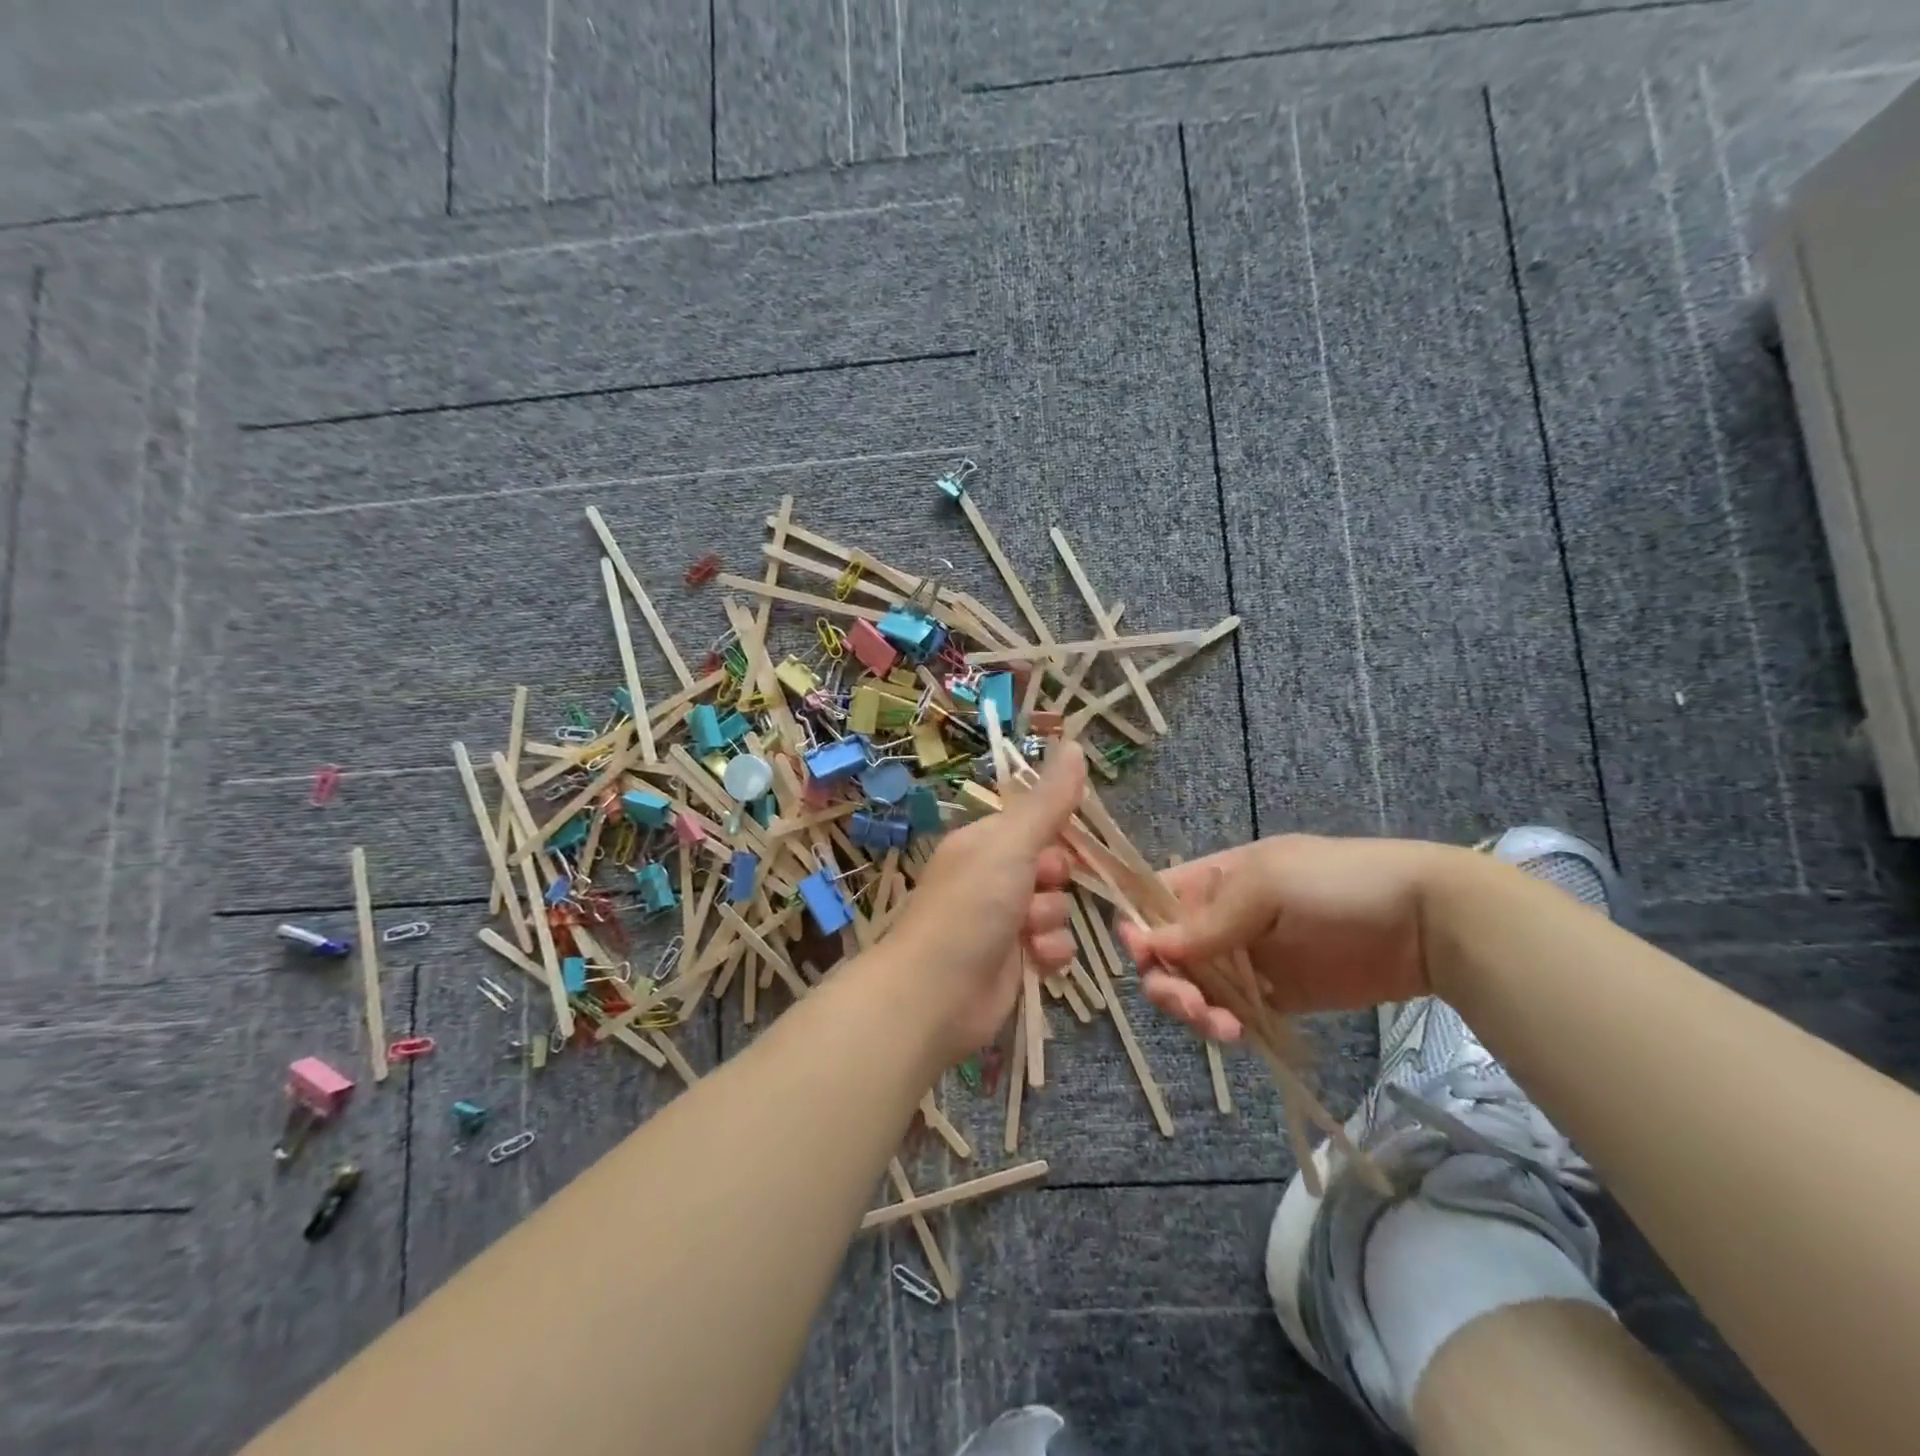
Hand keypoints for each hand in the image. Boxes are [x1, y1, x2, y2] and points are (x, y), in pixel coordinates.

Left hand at [885, 742, 1087, 1062]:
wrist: (936, 994)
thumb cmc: (971, 907)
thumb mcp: (1012, 844)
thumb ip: (1048, 801)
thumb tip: (1073, 743)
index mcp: (984, 843)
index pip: (1036, 824)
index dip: (1055, 835)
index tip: (1060, 844)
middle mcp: (992, 878)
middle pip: (1053, 868)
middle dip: (1054, 882)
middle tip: (1035, 889)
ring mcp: (1003, 922)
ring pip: (1057, 909)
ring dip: (1050, 922)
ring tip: (1026, 934)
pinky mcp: (1014, 962)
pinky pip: (1054, 946)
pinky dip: (1049, 953)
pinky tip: (1034, 961)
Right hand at [1115, 834, 1467, 1040]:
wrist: (1427, 922)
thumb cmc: (1339, 884)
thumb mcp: (1268, 883)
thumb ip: (1209, 918)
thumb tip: (1149, 946)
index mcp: (1212, 881)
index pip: (1154, 901)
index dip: (1138, 927)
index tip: (1142, 955)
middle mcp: (1220, 920)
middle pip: (1166, 953)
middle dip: (1165, 980)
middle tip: (1187, 1004)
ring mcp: (1247, 961)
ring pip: (1193, 988)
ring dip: (1191, 1009)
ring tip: (1221, 1027)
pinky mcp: (1275, 998)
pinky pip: (1230, 1014)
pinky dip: (1221, 1027)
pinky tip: (1237, 1035)